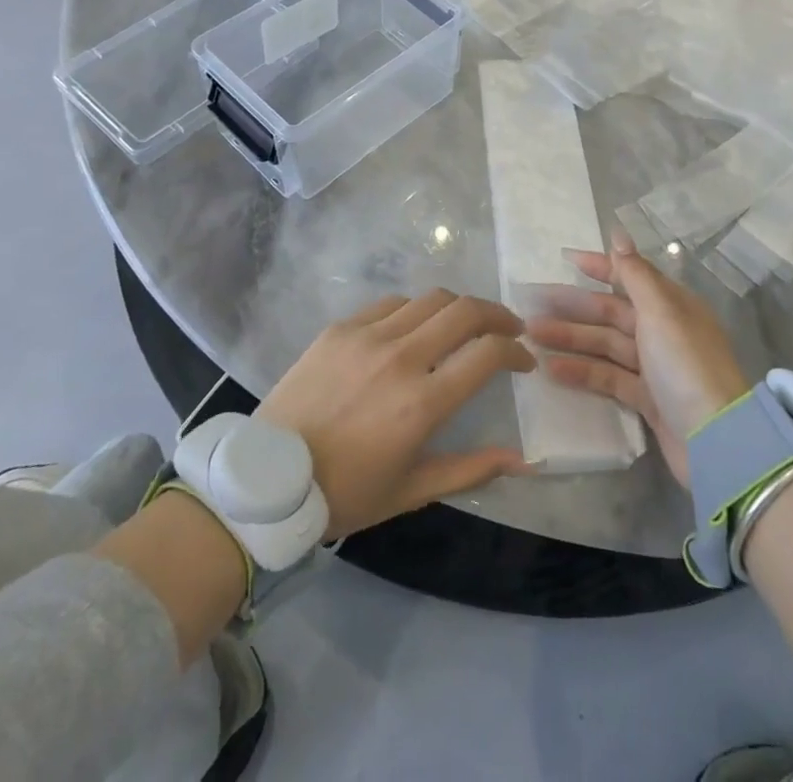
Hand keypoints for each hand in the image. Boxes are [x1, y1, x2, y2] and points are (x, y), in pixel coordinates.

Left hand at [258, 290, 536, 539]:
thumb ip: (471, 470)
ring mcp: (367, 337)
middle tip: (508, 328)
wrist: (268, 480)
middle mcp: (400, 358)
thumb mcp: (411, 491)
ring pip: (430, 299)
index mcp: (422, 403)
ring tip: (464, 325)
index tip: (523, 361)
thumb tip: (524, 460)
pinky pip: (390, 304)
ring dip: (458, 308)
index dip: (515, 351)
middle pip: (465, 311)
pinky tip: (413, 328)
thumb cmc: (345, 493)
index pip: (487, 354)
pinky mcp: (340, 328)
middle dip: (497, 315)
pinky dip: (414, 311)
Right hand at [525, 231, 748, 486]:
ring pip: (606, 345)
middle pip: (612, 312)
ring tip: (532, 336)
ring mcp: (655, 367)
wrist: (715, 440)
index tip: (565, 260)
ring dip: (571, 339)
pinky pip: (609, 377)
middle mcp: (663, 331)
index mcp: (671, 305)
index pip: (630, 277)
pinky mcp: (647, 400)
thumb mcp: (660, 311)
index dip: (600, 267)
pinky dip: (583, 372)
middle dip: (574, 307)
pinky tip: (552, 369)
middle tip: (533, 305)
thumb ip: (635, 274)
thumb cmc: (685, 364)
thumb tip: (618, 234)